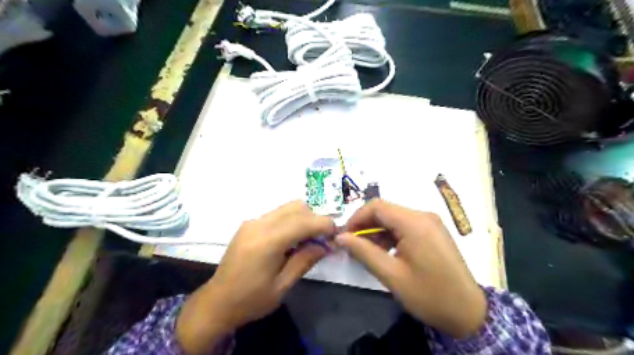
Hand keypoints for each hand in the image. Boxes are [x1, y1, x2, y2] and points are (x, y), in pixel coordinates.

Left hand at [176, 201, 333, 352]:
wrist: (217, 302)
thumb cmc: (251, 299)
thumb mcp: (283, 286)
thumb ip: (305, 260)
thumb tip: (325, 245)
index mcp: (268, 241)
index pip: (304, 221)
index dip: (324, 224)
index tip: (335, 235)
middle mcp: (259, 224)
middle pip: (297, 207)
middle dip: (314, 219)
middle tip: (320, 240)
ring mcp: (252, 222)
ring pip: (287, 207)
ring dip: (303, 218)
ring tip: (306, 240)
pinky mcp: (249, 224)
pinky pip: (276, 214)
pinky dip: (290, 221)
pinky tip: (290, 240)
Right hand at [337, 200, 486, 338]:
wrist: (468, 313)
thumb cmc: (429, 295)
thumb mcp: (391, 275)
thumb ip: (363, 252)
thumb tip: (340, 237)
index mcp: (414, 223)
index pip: (376, 206)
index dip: (356, 218)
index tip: (345, 236)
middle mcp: (423, 216)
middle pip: (386, 211)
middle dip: (366, 225)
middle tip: (353, 246)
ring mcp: (430, 223)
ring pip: (394, 218)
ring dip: (378, 231)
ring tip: (368, 252)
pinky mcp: (433, 231)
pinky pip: (405, 226)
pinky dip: (391, 235)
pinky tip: (385, 252)